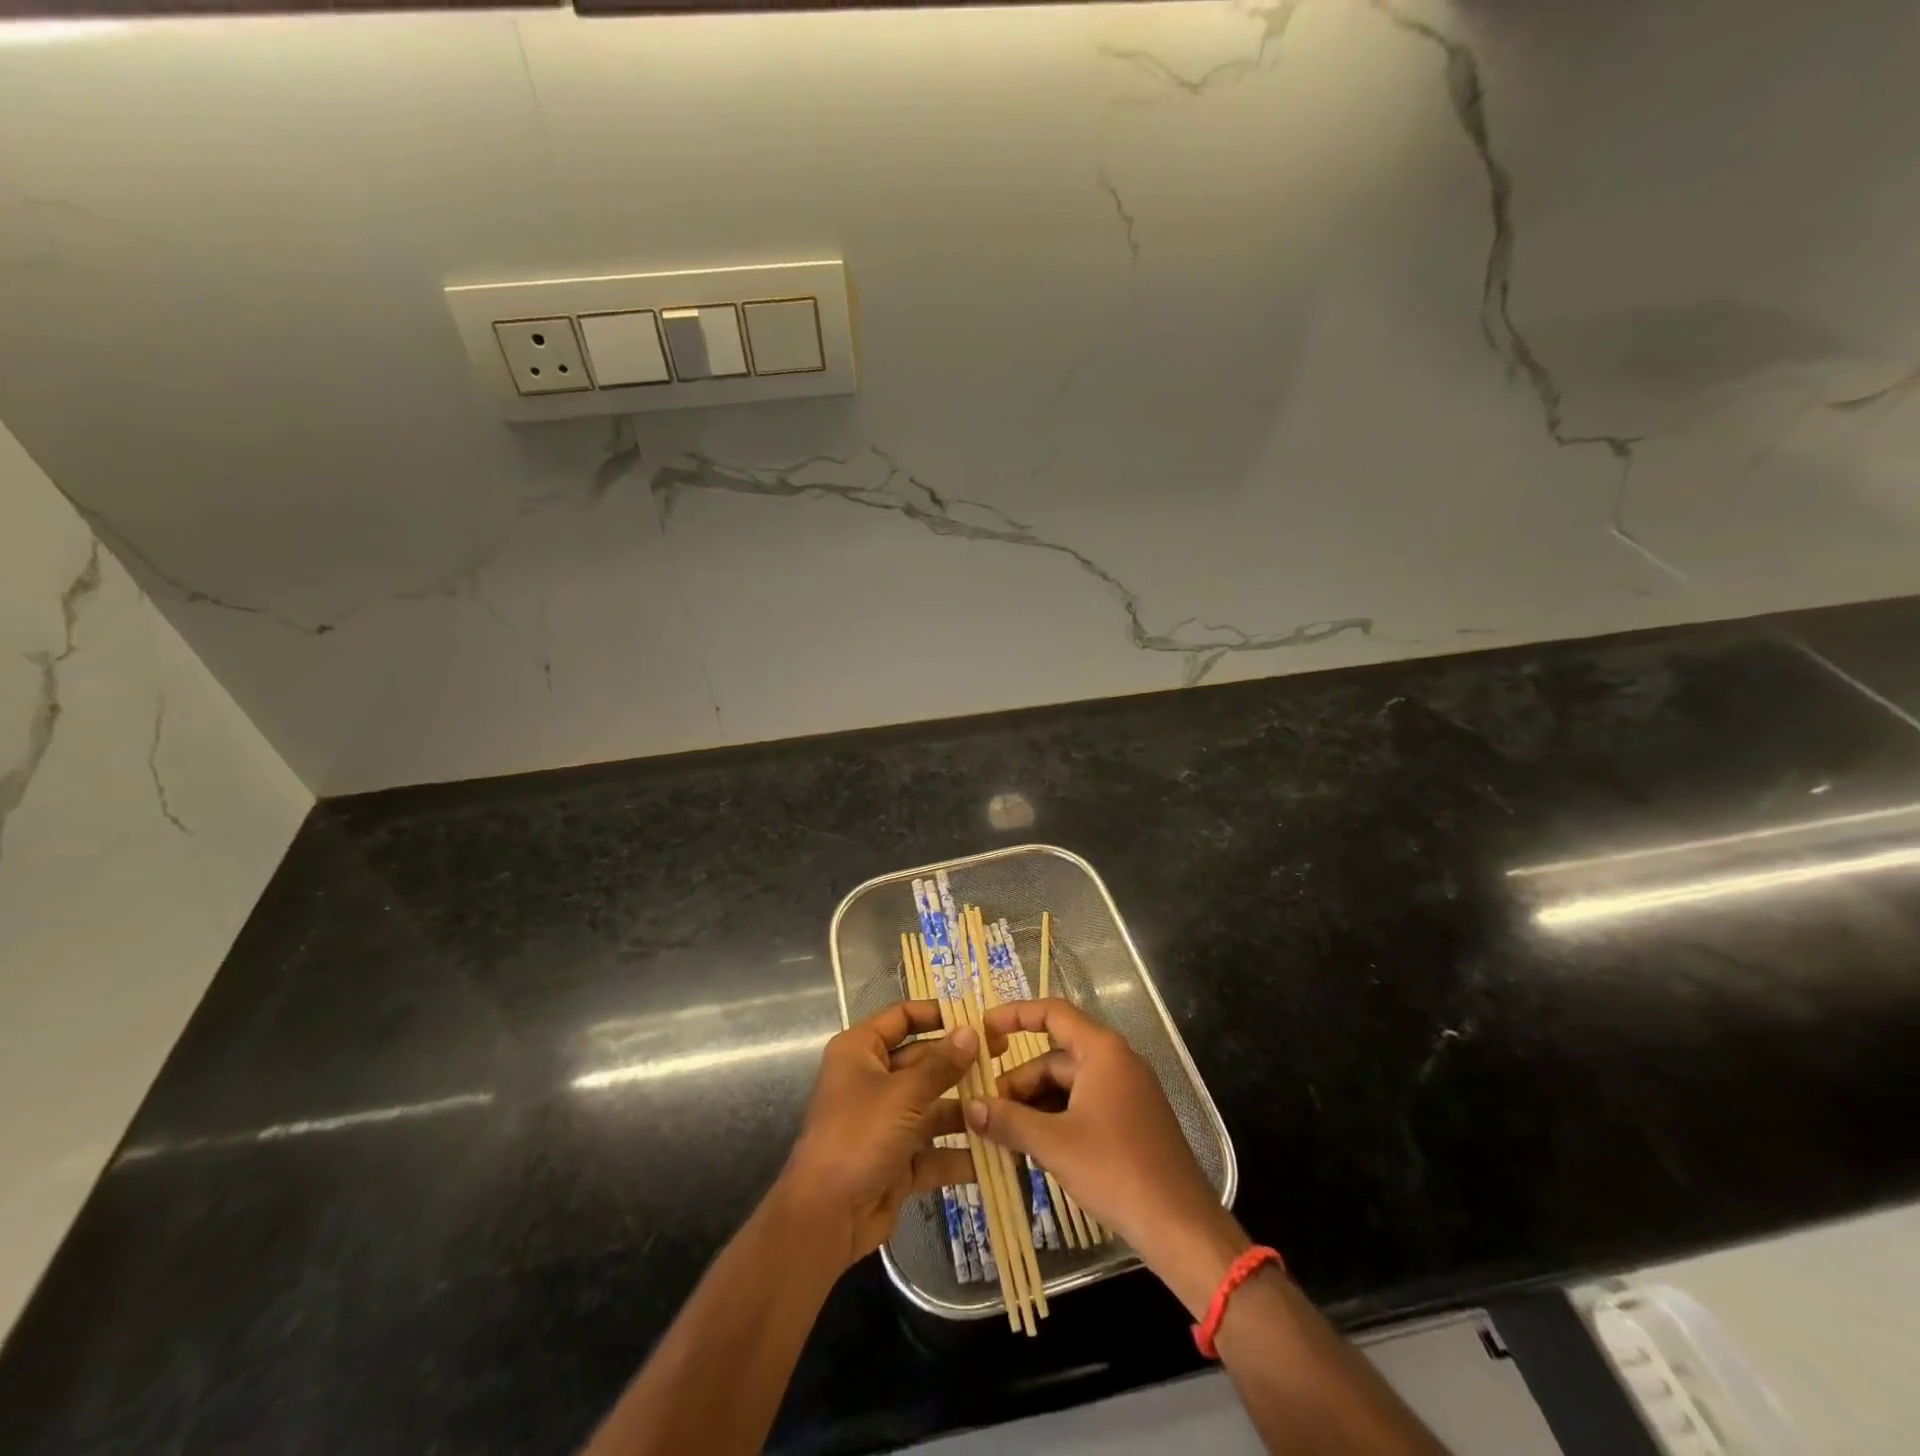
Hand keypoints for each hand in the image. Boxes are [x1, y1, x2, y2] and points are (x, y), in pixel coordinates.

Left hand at [777, 1000, 977, 1271]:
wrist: (826, 1218)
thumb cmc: (859, 1136)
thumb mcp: (903, 1094)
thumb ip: (941, 1064)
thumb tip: (971, 1031)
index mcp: (860, 1051)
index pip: (901, 1017)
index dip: (936, 1013)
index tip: (976, 1017)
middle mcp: (872, 1080)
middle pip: (922, 1061)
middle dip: (961, 1062)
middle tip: (1004, 1056)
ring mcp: (886, 1122)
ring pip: (932, 1106)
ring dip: (966, 1108)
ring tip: (1010, 1101)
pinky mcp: (898, 1161)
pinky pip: (934, 1150)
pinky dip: (960, 1152)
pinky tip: (999, 1150)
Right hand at [971, 998, 1248, 1313]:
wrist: (1181, 1227)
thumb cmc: (1116, 1171)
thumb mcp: (1054, 1144)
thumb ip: (1009, 1121)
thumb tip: (970, 1107)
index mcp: (1102, 1051)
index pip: (1052, 1013)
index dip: (1015, 1015)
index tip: (983, 1030)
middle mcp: (1116, 1061)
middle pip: (1055, 1057)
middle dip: (1019, 1081)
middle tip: (986, 1110)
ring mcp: (1126, 1092)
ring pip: (1067, 1085)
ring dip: (1034, 1104)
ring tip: (1003, 1134)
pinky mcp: (1130, 1121)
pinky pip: (1083, 1105)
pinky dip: (1055, 1119)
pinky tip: (1032, 1147)